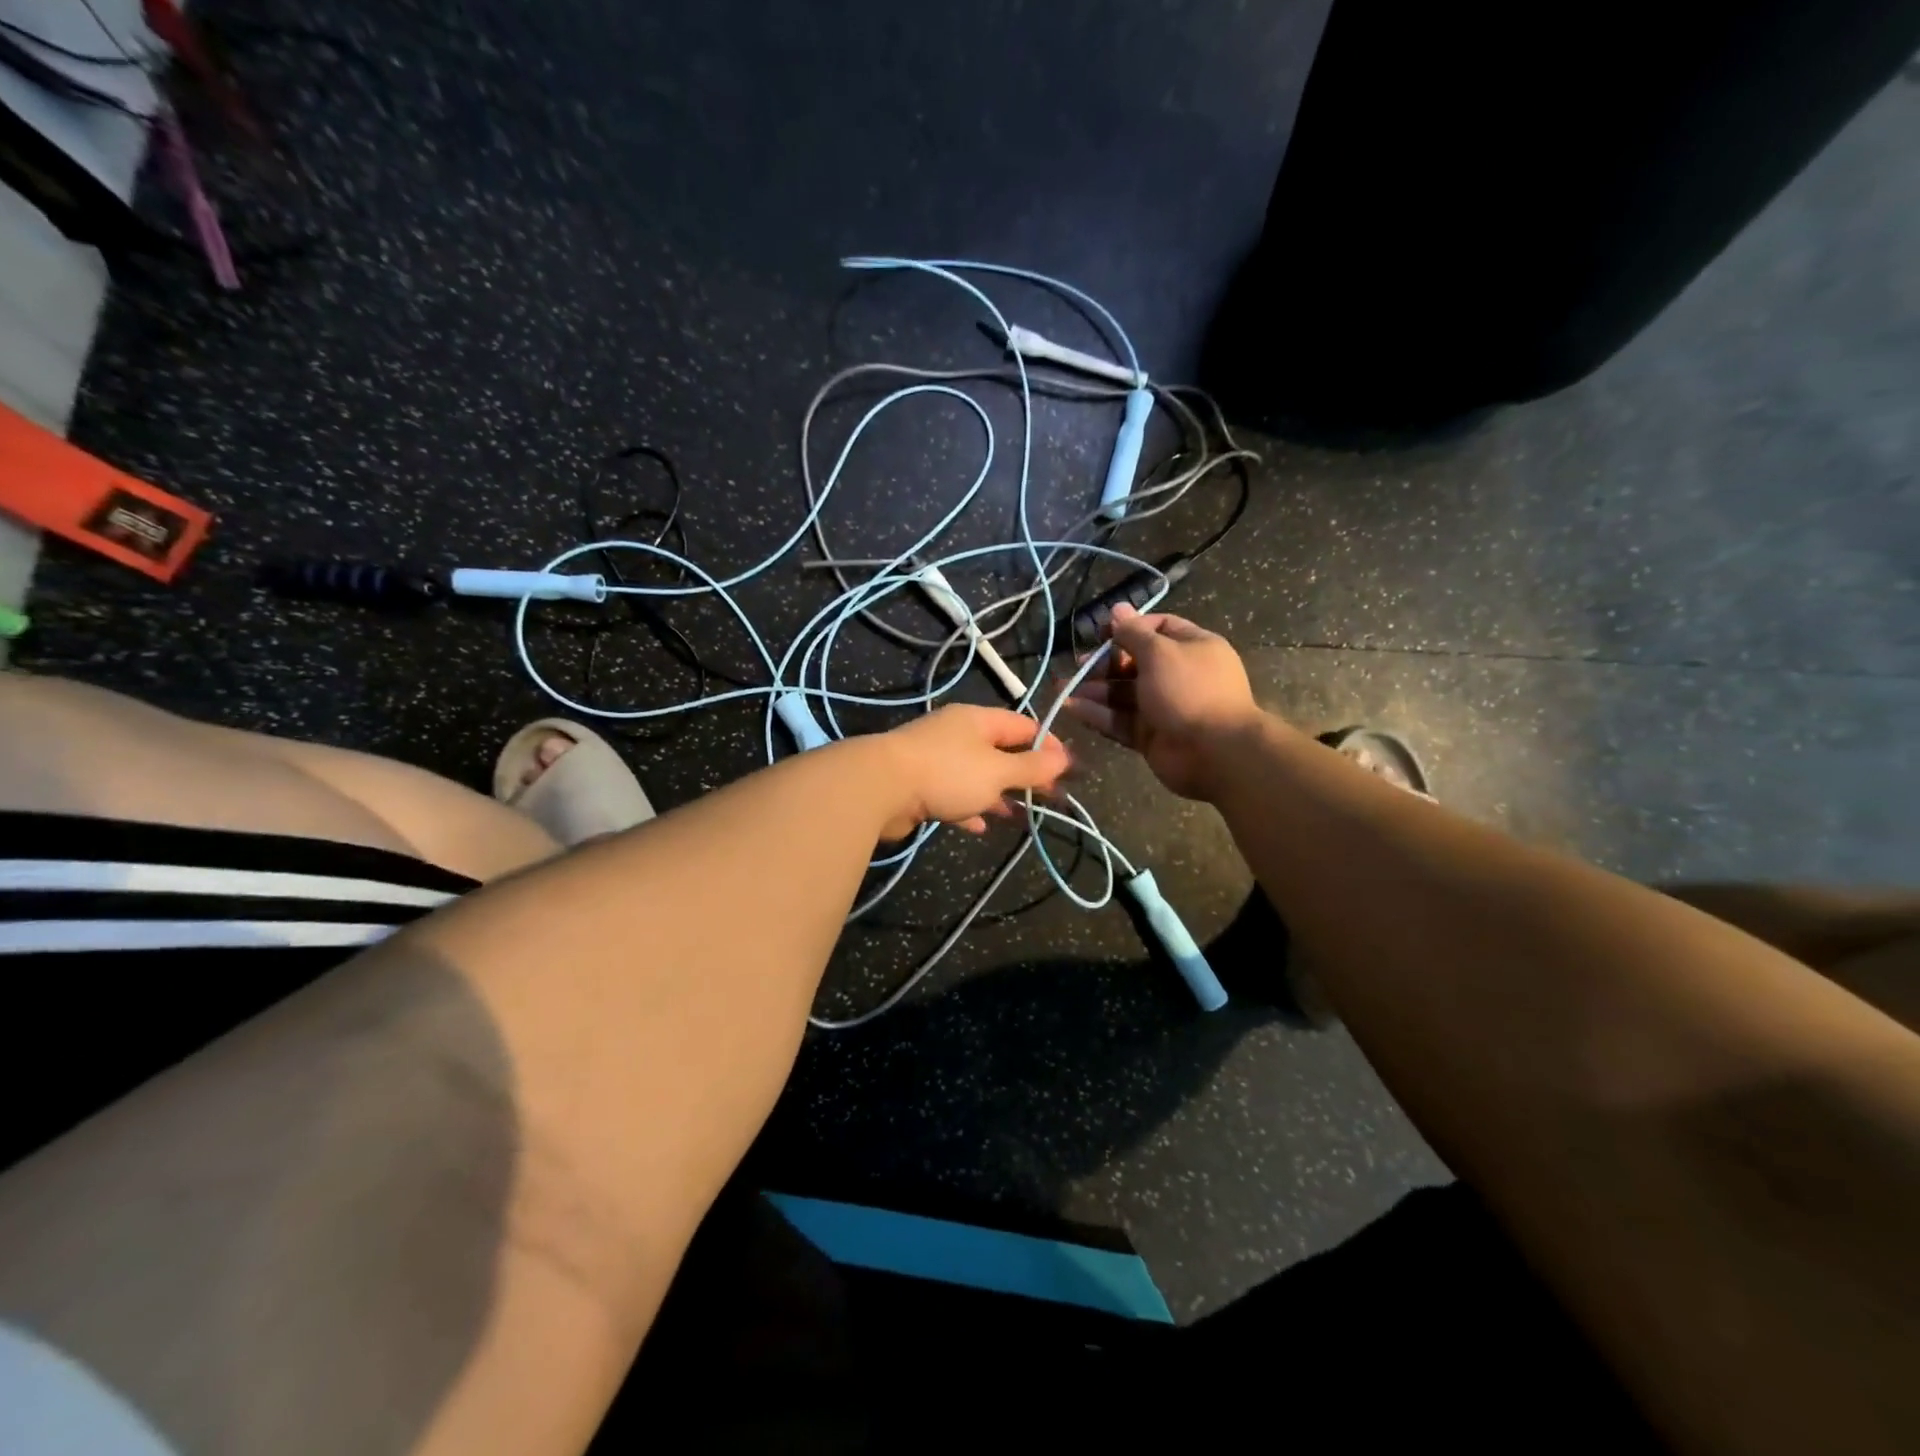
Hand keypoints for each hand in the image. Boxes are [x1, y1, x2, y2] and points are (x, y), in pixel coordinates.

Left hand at [873, 703, 1071, 840]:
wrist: (879, 787)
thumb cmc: (947, 773)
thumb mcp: (997, 770)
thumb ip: (1030, 767)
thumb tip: (1064, 758)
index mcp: (978, 721)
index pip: (1023, 725)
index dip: (1047, 746)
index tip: (1066, 770)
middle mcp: (957, 734)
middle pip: (999, 751)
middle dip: (1023, 774)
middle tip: (1046, 797)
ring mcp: (935, 759)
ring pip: (975, 775)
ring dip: (997, 794)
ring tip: (1017, 815)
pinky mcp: (918, 785)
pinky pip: (952, 795)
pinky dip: (968, 808)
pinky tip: (979, 826)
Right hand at [1063, 604, 1262, 799]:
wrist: (1214, 752)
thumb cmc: (1189, 691)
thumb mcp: (1160, 653)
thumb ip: (1133, 633)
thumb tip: (1117, 608)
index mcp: (1192, 648)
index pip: (1159, 628)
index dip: (1130, 628)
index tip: (1102, 633)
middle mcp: (1178, 675)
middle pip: (1135, 662)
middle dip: (1105, 662)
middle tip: (1080, 665)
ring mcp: (1164, 707)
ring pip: (1123, 693)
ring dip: (1094, 689)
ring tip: (1063, 688)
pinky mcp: (1150, 735)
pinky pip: (1120, 720)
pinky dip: (1097, 714)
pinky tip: (1072, 707)